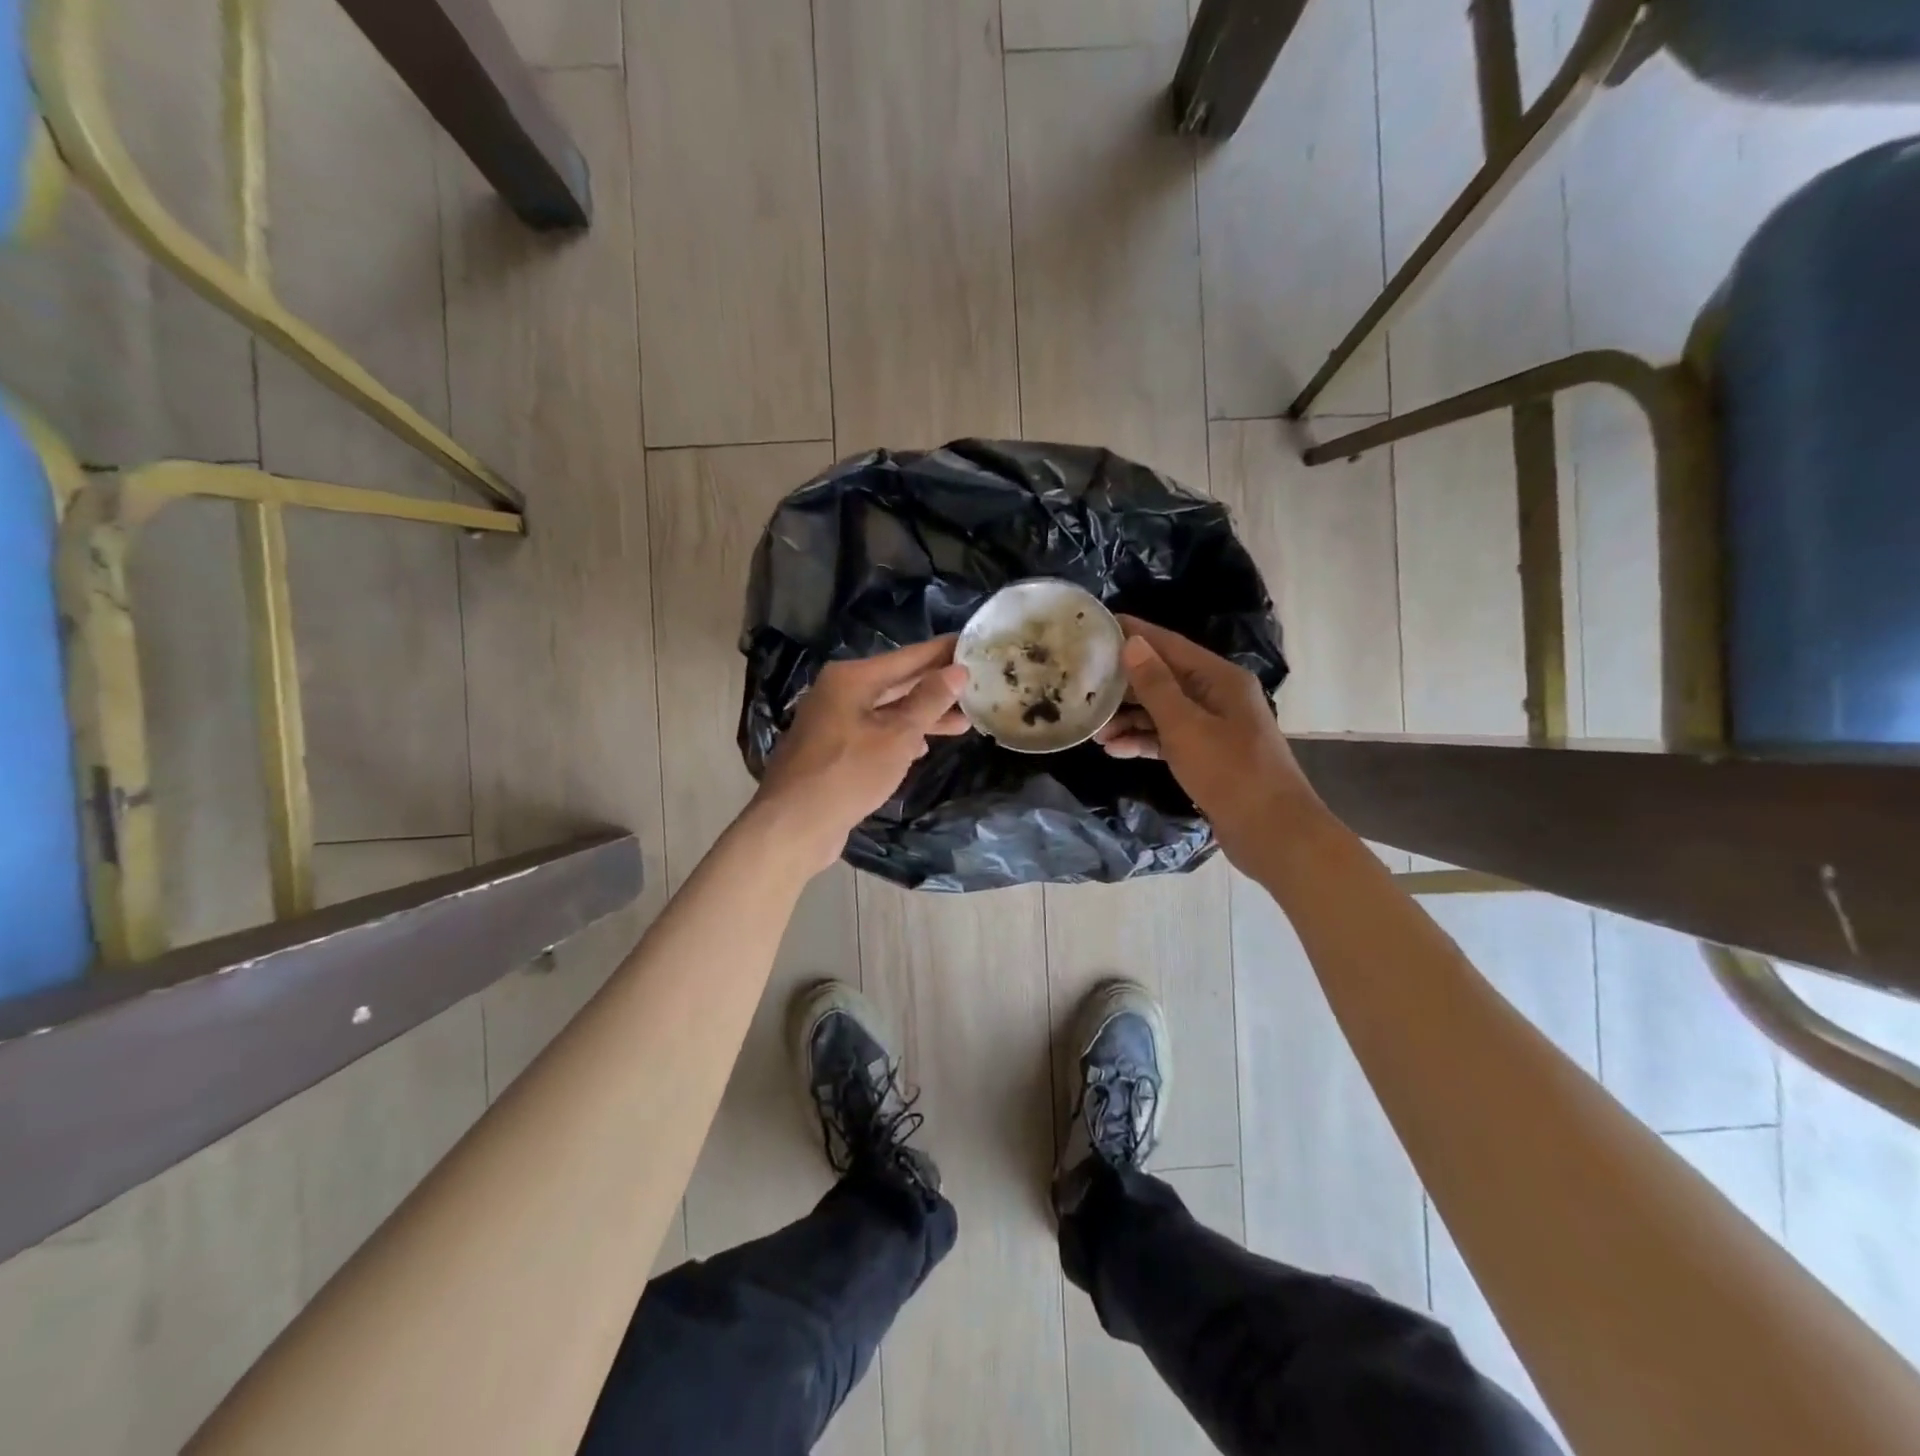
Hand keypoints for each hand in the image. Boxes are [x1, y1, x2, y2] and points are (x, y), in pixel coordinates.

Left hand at [751, 636, 969, 873]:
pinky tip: (922, 747)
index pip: (909, 656)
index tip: (974, 643)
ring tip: (963, 721)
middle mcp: (840, 692)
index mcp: (852, 678)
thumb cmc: (849, 773)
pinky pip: (875, 732)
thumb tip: (957, 671)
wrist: (794, 824)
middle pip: (898, 682)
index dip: (943, 651)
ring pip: (888, 710)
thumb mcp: (897, 736)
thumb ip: (929, 701)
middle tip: (978, 685)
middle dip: (937, 687)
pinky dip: (900, 736)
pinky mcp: (834, 749)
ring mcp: (834, 721)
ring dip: (923, 716)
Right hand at [1095, 616, 1318, 860]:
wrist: (1272, 832)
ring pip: (1163, 712)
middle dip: (1125, 684)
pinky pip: (1169, 739)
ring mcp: (1214, 727)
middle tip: (1084, 684)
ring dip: (1129, 718)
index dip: (1135, 634)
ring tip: (1093, 729)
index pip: (1169, 644)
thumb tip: (1132, 642)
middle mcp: (1218, 696)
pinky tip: (1114, 750)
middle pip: (1163, 678)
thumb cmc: (1230, 772)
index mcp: (1220, 678)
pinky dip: (1143, 742)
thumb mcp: (1185, 726)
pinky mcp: (1207, 756)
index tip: (1097, 626)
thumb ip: (1156, 684)